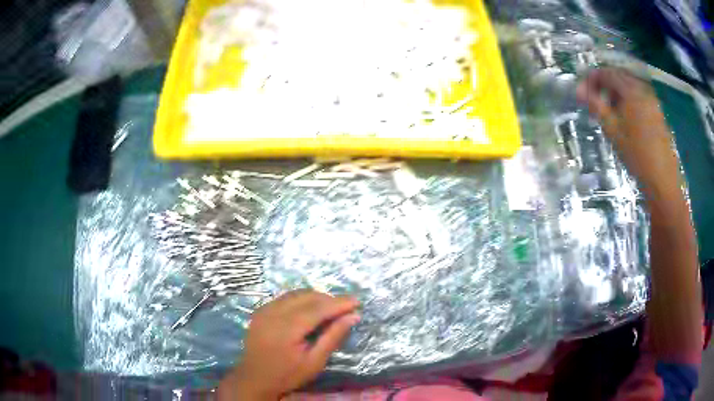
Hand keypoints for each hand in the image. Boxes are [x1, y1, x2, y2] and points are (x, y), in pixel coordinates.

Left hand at [218, 290, 359, 400]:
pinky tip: (310, 309)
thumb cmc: (287, 375)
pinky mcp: (260, 311)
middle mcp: (273, 313)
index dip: (338, 303)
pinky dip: (301, 300)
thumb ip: (332, 337)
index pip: (317, 308)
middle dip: (329, 299)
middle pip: (306, 297)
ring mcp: (264, 310)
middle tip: (346, 307)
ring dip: (315, 297)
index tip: (357, 301)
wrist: (255, 379)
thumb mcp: (314, 362)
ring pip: (295, 294)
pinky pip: (285, 298)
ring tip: (331, 308)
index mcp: (286, 328)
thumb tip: (352, 317)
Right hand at [576, 68, 680, 198]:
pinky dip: (628, 100)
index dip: (592, 79)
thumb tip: (579, 90)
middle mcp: (642, 89)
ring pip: (629, 87)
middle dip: (604, 85)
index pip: (607, 73)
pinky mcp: (657, 112)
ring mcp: (652, 100)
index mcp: (631, 90)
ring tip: (609, 111)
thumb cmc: (637, 155)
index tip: (582, 91)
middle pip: (619, 77)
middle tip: (594, 101)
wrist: (662, 179)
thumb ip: (596, 106)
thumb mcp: (613, 131)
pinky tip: (625, 117)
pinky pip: (639, 97)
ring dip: (616, 93)